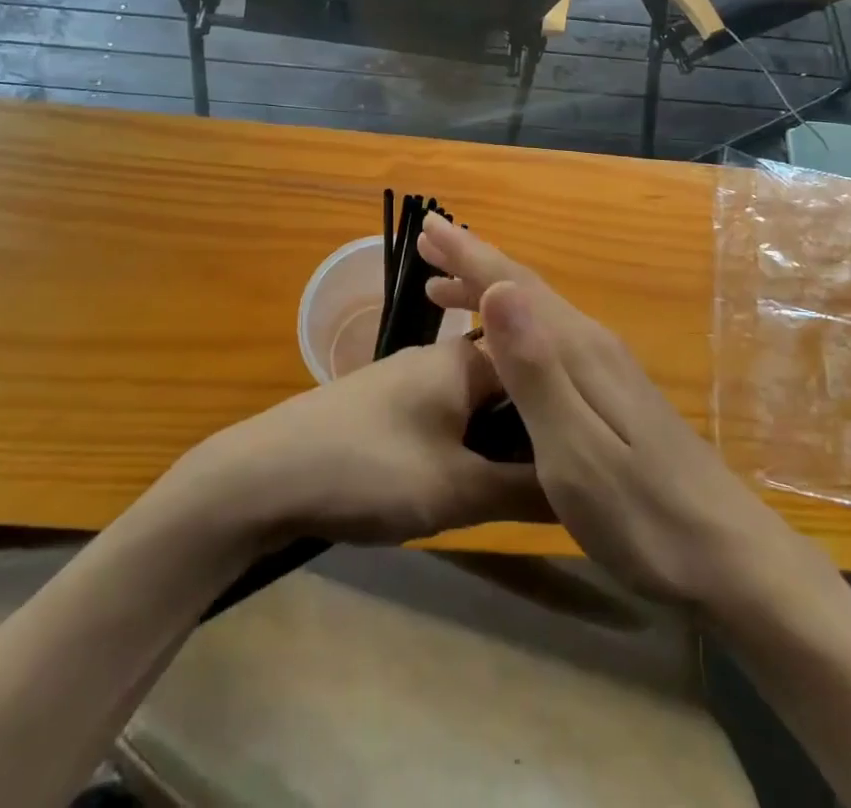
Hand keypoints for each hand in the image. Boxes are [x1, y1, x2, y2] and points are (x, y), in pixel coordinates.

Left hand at [168, 337, 551, 548]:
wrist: (263, 476)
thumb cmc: (368, 469)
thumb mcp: (456, 489)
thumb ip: (525, 490)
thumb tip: (587, 490)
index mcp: (465, 360)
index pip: (538, 372)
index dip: (565, 414)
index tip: (587, 459)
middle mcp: (440, 357)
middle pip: (508, 389)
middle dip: (531, 435)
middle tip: (551, 488)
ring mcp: (408, 378)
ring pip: (474, 406)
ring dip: (496, 444)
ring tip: (512, 493)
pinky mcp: (385, 404)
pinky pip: (444, 417)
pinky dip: (463, 445)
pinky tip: (459, 483)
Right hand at [418, 215, 840, 611]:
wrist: (731, 559)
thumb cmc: (643, 514)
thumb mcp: (575, 450)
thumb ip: (535, 370)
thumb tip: (500, 289)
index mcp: (579, 350)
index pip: (514, 285)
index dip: (469, 254)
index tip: (428, 224)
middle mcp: (593, 345)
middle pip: (525, 290)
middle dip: (475, 263)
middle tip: (429, 244)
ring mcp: (608, 369)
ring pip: (537, 313)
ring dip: (490, 293)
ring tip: (446, 289)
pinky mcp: (614, 394)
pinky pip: (549, 338)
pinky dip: (513, 327)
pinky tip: (503, 346)